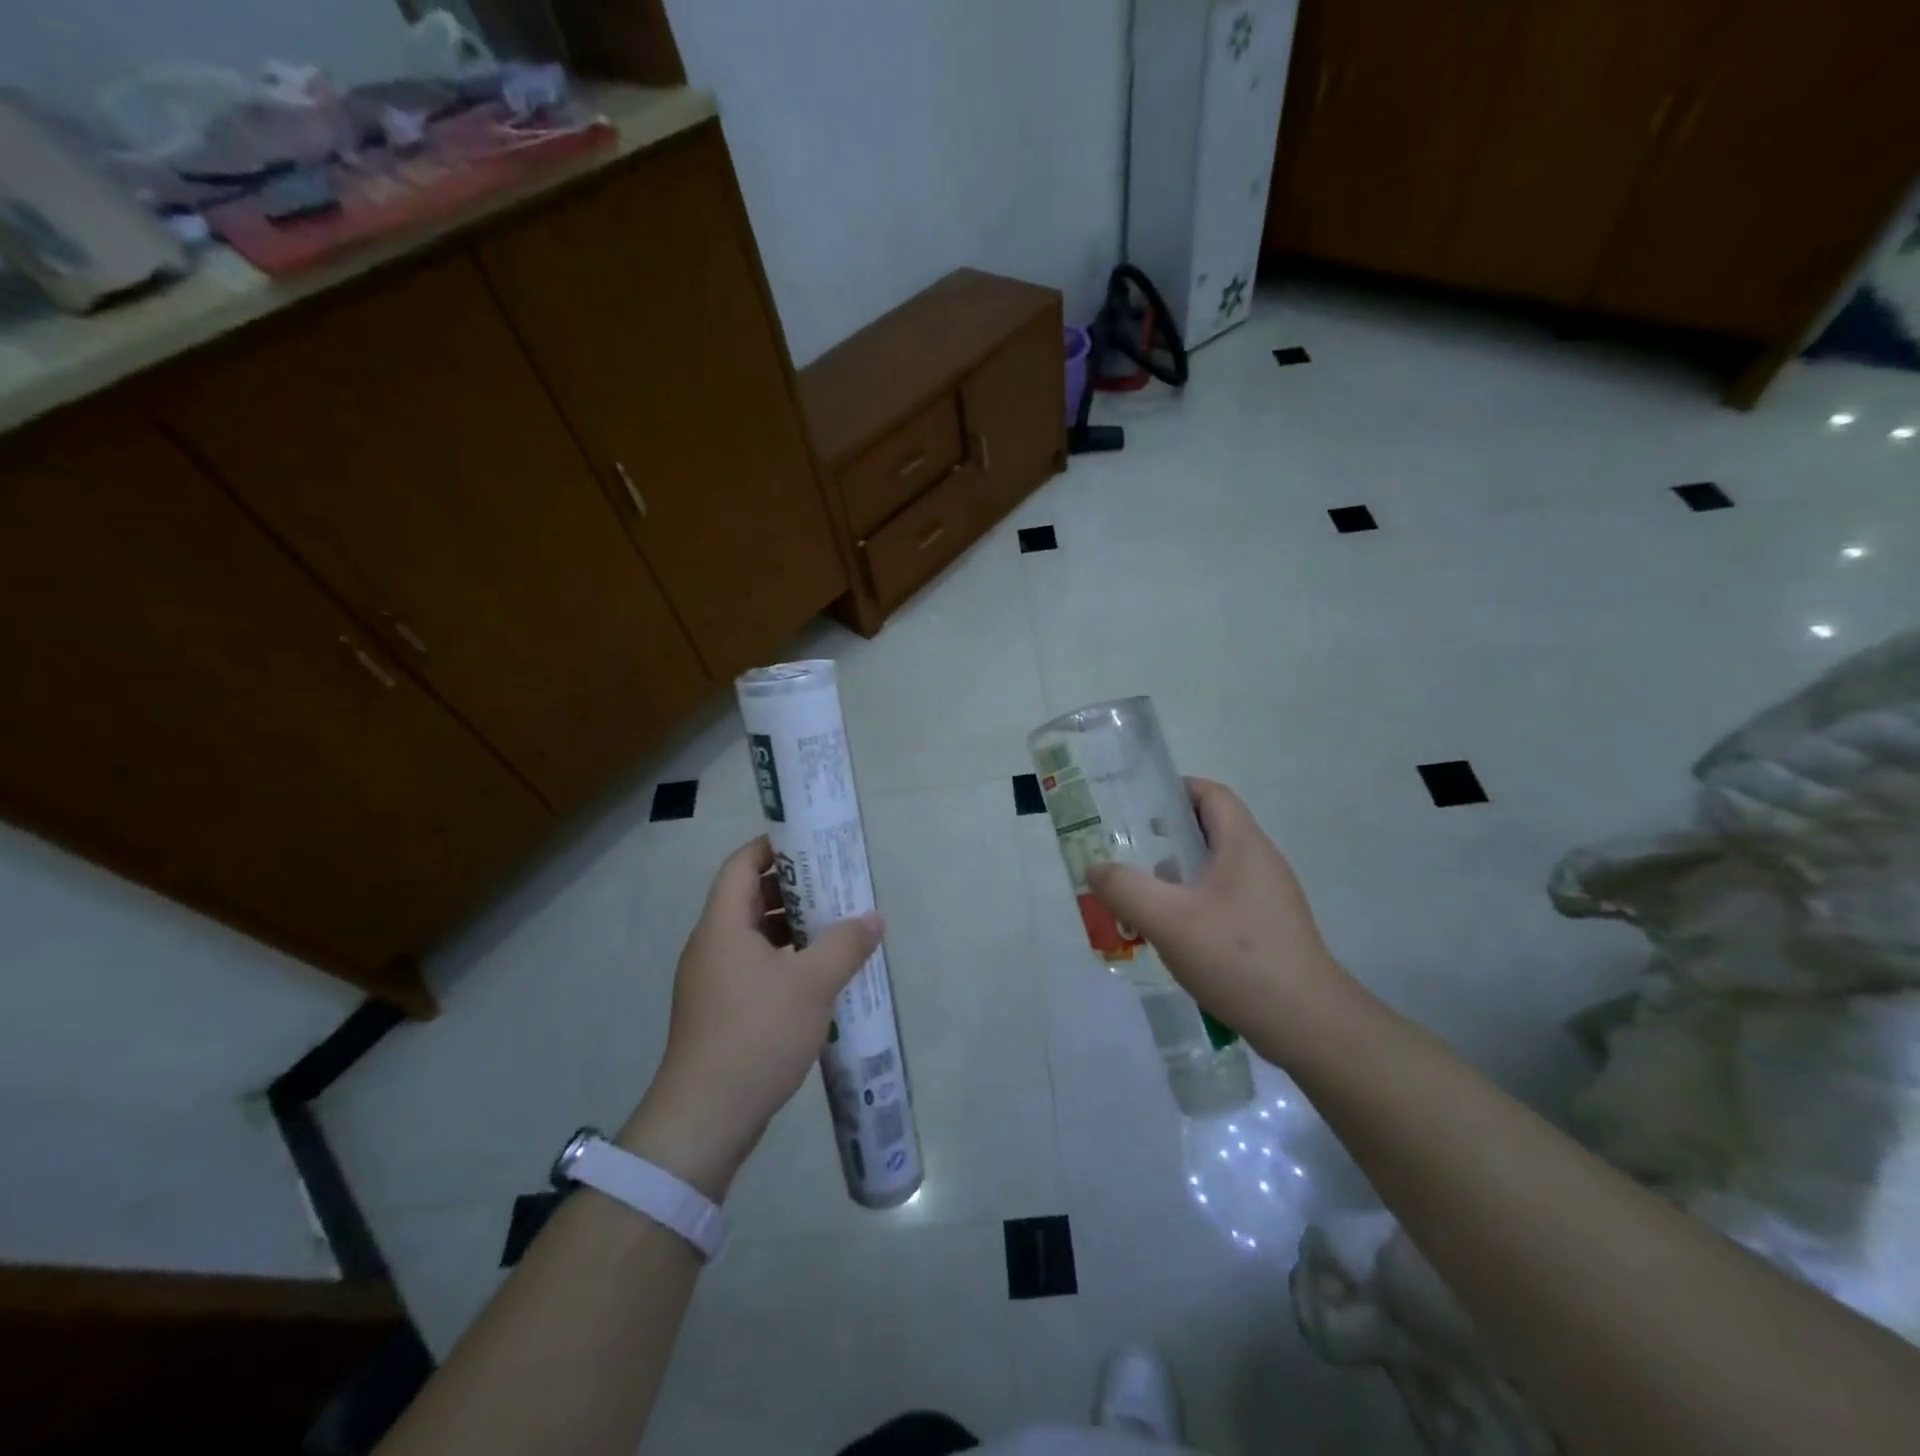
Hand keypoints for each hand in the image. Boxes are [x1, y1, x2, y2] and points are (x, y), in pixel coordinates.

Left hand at [618, 837, 882, 1197]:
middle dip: (791, 888)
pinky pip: (752, 967)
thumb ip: (846, 944)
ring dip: (790, 927)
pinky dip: (783, 959)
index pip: (741, 865)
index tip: (812, 845)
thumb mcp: (813, 984)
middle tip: (834, 886)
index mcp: (722, 926)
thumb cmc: (757, 1034)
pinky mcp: (718, 1012)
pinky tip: (815, 976)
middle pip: (747, 898)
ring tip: (833, 928)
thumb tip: (873, 918)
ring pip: (751, 936)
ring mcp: (711, 981)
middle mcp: (711, 946)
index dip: (773, 847)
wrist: (705, 1117)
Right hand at [1086, 778, 1348, 1057]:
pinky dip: (1194, 900)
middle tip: (1128, 849)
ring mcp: (1269, 896)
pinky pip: (1225, 897)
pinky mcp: (1270, 927)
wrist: (1305, 1023)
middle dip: (1167, 833)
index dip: (1175, 789)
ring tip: (1141, 891)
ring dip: (1178, 871)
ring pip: (1216, 866)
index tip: (1137, 803)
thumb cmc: (1236, 957)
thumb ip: (1124, 888)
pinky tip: (1172, 931)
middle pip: (1212, 828)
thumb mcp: (1166, 920)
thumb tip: (1095, 869)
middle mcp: (1260, 861)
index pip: (1211, 794)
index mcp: (1243, 845)